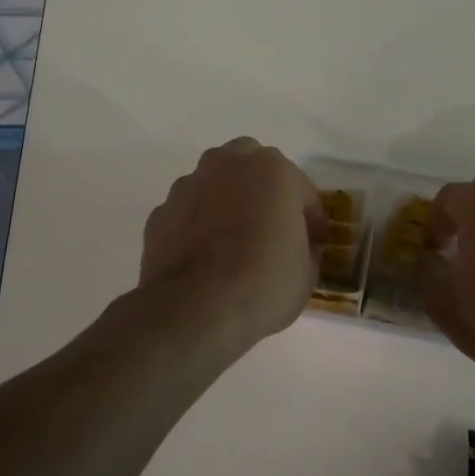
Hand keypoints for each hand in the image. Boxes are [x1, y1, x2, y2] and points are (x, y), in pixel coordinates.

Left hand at [139, 138, 325, 345]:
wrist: (194, 310)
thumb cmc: (263, 284)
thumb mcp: (307, 272)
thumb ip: (305, 246)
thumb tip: (296, 246)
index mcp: (272, 170)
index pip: (302, 190)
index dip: (311, 219)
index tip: (313, 243)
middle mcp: (227, 165)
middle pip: (252, 167)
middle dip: (263, 190)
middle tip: (271, 227)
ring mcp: (188, 186)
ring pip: (215, 184)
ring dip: (227, 203)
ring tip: (233, 243)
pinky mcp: (161, 213)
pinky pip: (189, 212)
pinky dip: (198, 225)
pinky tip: (204, 257)